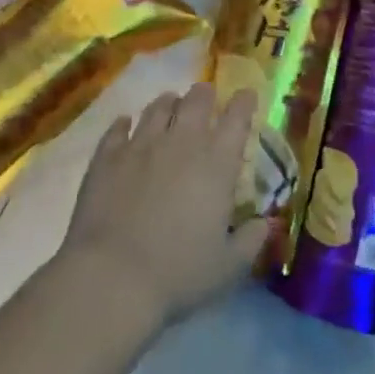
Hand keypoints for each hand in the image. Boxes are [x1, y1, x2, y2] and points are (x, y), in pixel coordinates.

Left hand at [59, 83, 268, 330]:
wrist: (111, 279)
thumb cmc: (178, 273)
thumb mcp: (228, 266)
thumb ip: (252, 240)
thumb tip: (267, 223)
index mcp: (217, 163)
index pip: (237, 117)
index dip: (244, 102)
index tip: (247, 96)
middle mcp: (182, 142)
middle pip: (196, 100)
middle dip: (205, 94)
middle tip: (206, 97)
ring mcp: (141, 145)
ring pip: (158, 107)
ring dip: (168, 103)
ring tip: (170, 105)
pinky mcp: (107, 157)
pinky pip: (117, 129)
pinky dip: (124, 123)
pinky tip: (125, 125)